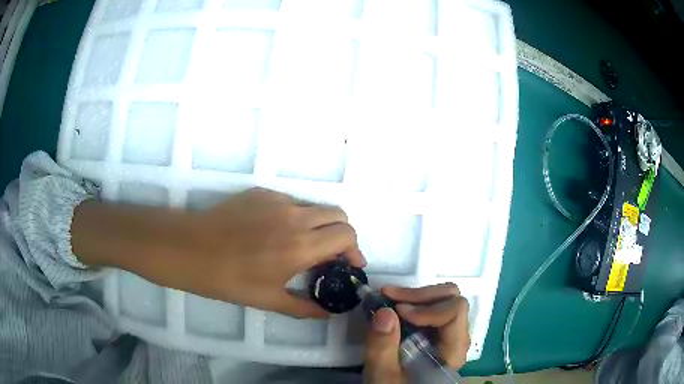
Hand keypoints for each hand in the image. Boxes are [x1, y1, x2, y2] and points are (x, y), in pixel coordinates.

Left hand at [73, 188, 365, 317]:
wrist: (189, 248)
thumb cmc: (228, 279)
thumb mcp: (268, 300)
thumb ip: (305, 307)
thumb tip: (328, 312)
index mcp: (301, 245)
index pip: (347, 235)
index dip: (354, 250)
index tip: (349, 265)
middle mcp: (295, 217)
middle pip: (338, 215)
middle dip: (342, 235)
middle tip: (330, 256)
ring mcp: (277, 200)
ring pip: (314, 207)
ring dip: (319, 225)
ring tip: (302, 245)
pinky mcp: (261, 193)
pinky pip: (290, 202)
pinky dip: (295, 217)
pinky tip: (274, 233)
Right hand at [363, 283, 469, 383]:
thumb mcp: (384, 376)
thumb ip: (383, 348)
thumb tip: (385, 311)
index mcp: (453, 351)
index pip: (455, 312)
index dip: (426, 307)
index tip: (397, 311)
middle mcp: (457, 337)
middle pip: (452, 300)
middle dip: (419, 295)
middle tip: (388, 297)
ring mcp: (448, 334)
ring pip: (444, 299)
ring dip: (415, 297)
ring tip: (388, 300)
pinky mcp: (436, 333)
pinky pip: (433, 307)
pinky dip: (413, 303)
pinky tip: (394, 308)